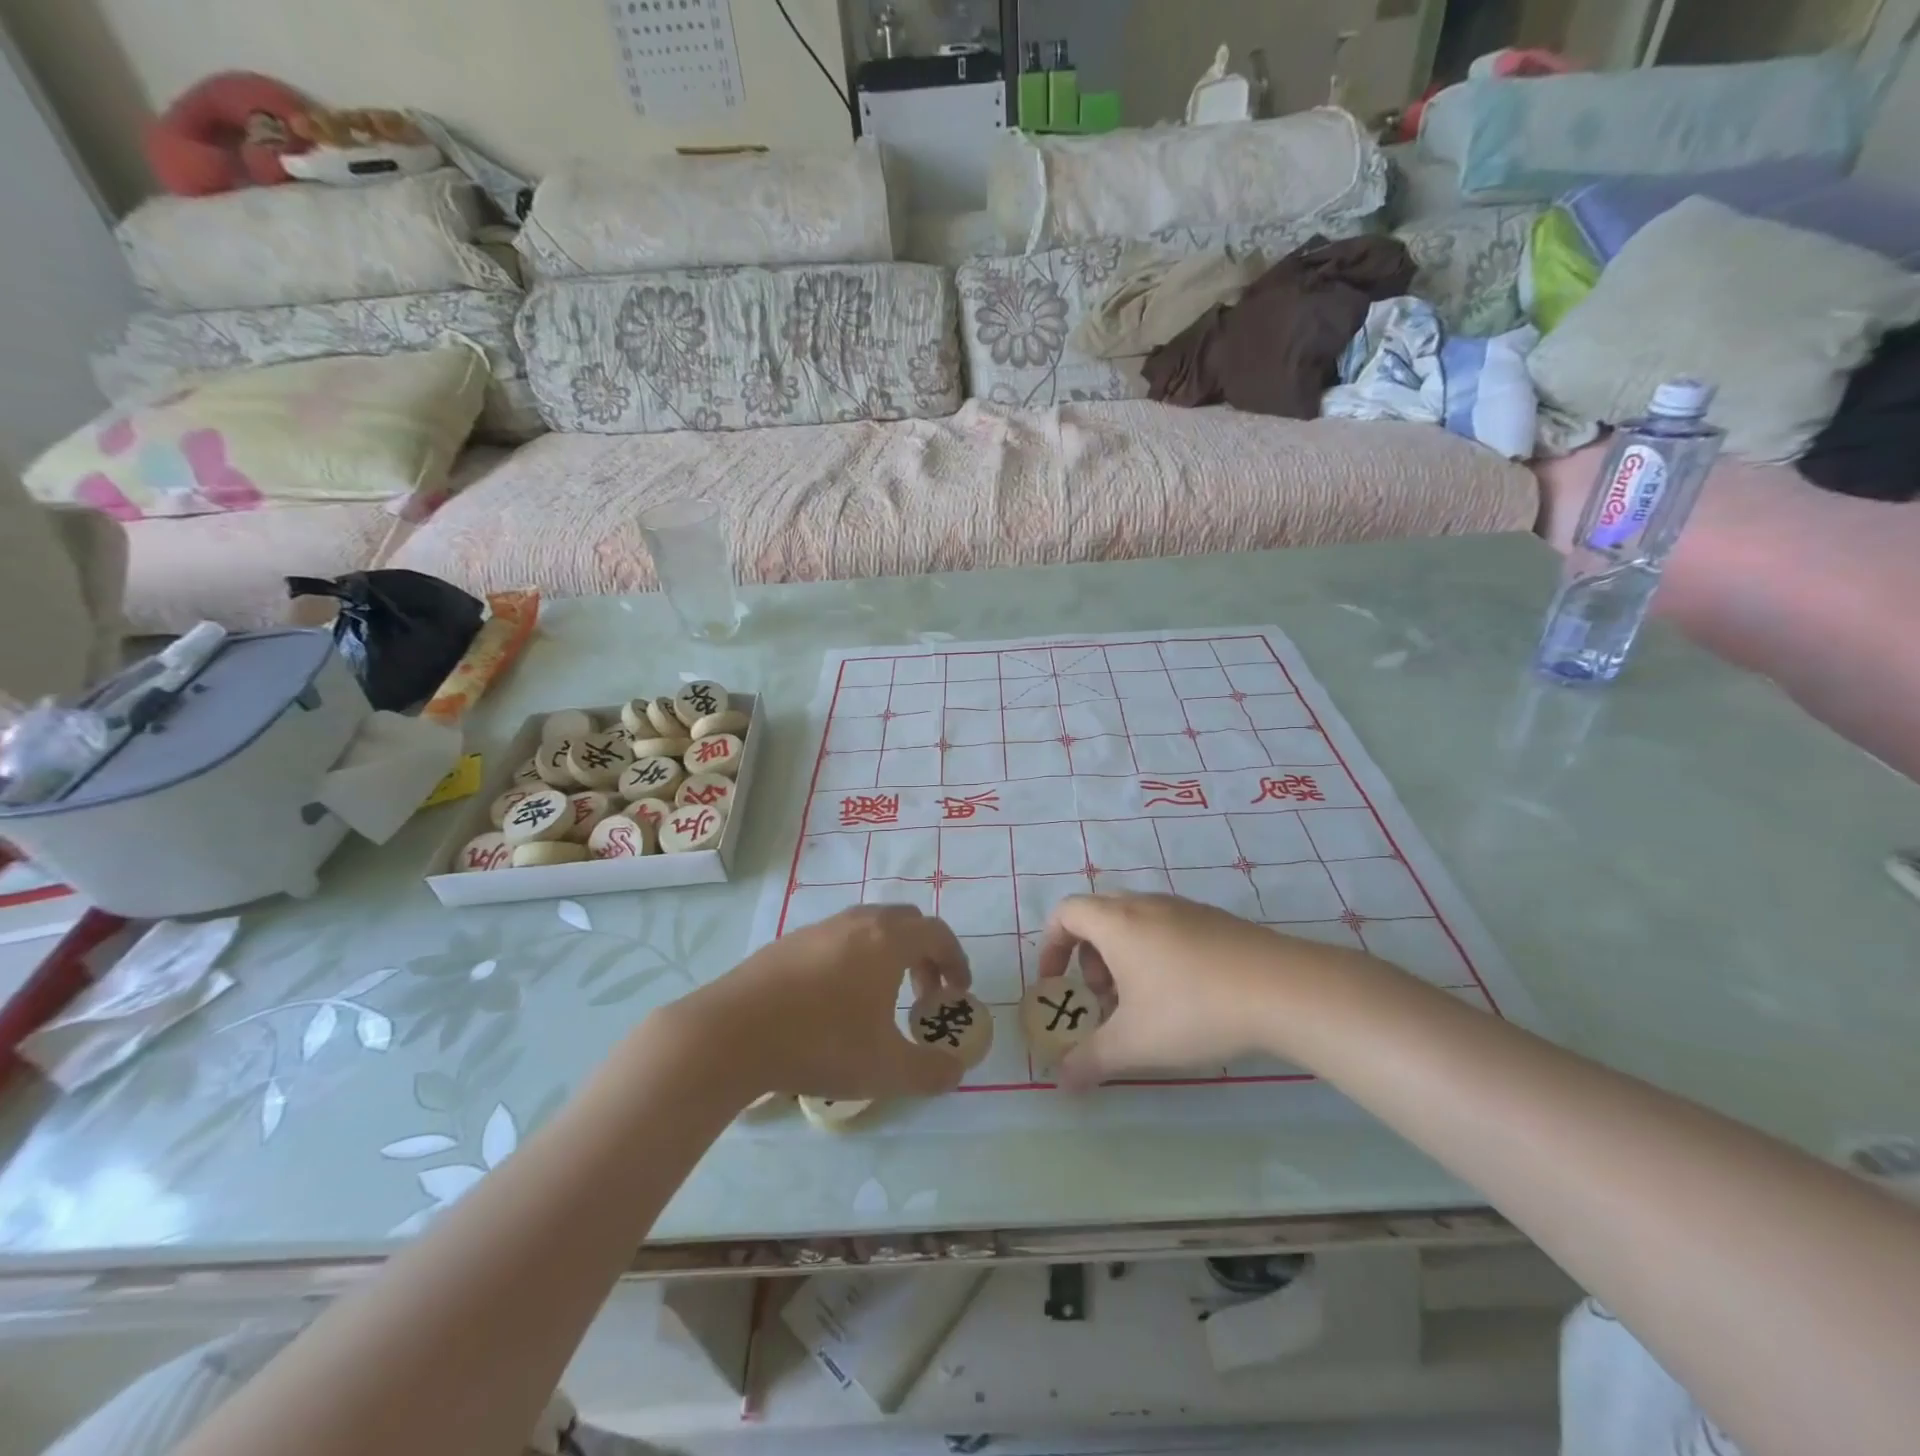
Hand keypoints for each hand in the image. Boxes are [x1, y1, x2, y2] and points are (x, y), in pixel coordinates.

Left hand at [681, 905, 972, 1102]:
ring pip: (869, 926)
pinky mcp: (789, 941)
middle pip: (906, 921)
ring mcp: (819, 927)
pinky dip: (854, 958)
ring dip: (888, 954)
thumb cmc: (819, 1043)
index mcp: (887, 940)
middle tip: (923, 994)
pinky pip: (837, 938)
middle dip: (924, 953)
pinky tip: (835, 1000)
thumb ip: (930, 1071)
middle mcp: (857, 922)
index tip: (958, 992)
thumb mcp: (884, 1070)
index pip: (937, 933)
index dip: (956, 960)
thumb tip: (956, 1071)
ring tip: (881, 998)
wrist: (731, 1033)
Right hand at [1036, 894, 1356, 1088]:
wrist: (1283, 989)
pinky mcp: (1215, 921)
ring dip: (1123, 957)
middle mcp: (1146, 904)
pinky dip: (1156, 953)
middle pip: (1098, 915)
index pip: (1066, 912)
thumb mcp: (1135, 1043)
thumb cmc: (1193, 1009)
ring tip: (1142, 1003)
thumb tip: (1061, 1082)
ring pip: (1135, 922)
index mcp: (1117, 922)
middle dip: (1088, 957)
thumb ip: (1091, 1060)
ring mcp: (1184, 908)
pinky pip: (1167, 928)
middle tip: (1102, 997)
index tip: (1056, 982)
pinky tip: (1184, 996)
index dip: (1051, 945)